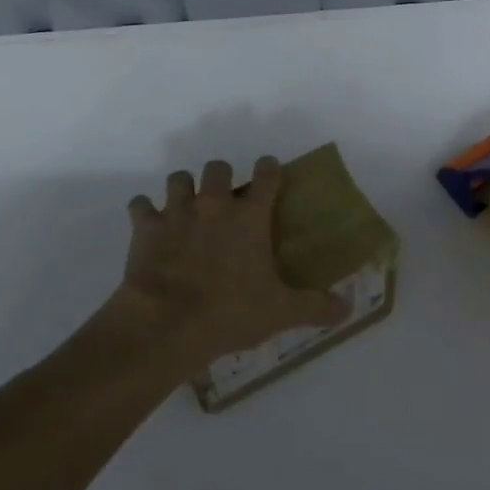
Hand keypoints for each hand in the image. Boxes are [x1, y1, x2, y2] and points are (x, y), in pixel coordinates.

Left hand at [120, 156, 343, 366]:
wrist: (167, 323)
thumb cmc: (230, 312)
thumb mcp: (281, 312)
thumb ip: (316, 307)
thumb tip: (348, 308)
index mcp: (250, 217)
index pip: (266, 174)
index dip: (270, 168)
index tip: (270, 172)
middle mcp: (213, 204)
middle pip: (217, 167)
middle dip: (221, 177)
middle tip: (224, 200)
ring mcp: (177, 212)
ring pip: (178, 178)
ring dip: (184, 189)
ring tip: (187, 208)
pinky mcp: (146, 228)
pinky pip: (140, 205)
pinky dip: (145, 211)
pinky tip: (150, 225)